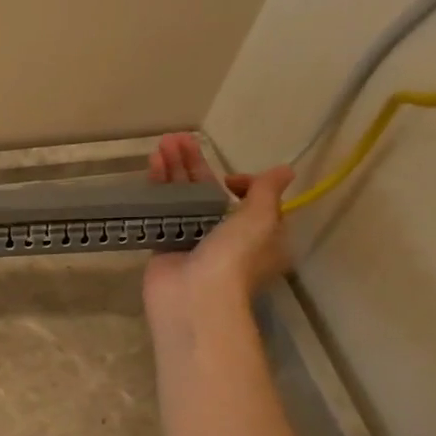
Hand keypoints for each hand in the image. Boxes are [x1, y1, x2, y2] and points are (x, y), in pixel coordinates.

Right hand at [143, 132, 292, 319]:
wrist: (194, 296)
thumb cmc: (235, 257)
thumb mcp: (261, 219)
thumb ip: (267, 192)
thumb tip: (283, 170)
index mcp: (259, 236)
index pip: (251, 202)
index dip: (242, 183)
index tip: (230, 180)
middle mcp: (227, 237)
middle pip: (209, 192)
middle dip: (195, 164)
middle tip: (178, 138)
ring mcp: (193, 241)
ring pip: (183, 197)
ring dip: (174, 169)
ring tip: (162, 143)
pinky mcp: (165, 244)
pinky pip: (162, 210)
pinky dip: (158, 187)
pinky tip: (152, 166)